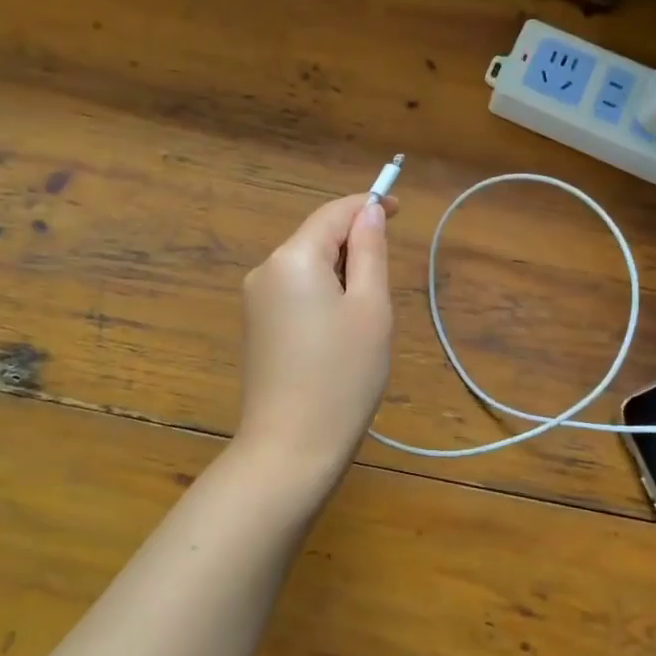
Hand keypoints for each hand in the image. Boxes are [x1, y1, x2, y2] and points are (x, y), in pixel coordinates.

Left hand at [234, 192, 397, 485]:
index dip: (368, 206)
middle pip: (316, 238)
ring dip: (340, 276)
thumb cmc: (342, 376)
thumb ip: (369, 252)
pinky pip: (294, 293)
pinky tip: (337, 337)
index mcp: (292, 257)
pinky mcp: (255, 327)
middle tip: (385, 289)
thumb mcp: (370, 308)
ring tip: (363, 322)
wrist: (289, 449)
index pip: (333, 213)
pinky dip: (322, 297)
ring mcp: (254, 300)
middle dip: (354, 248)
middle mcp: (265, 270)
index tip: (401, 211)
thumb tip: (369, 212)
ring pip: (306, 268)